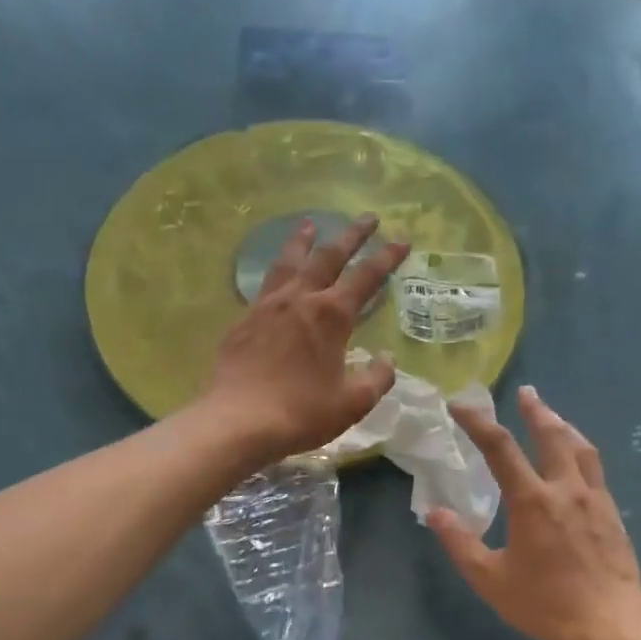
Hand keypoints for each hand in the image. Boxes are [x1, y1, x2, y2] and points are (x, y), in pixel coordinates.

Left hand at [199, 214, 409, 461]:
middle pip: (328, 256)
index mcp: (331, 316)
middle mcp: (300, 299)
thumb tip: (387, 358)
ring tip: (311, 224)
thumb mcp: (352, 403)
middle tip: (368, 218)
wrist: (238, 421)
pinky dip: (278, 269)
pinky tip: (278, 275)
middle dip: (351, 235)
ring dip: (305, 241)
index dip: (387, 257)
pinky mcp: (244, 320)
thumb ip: (377, 378)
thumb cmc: (301, 413)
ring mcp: (267, 306)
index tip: (402, 240)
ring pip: (290, 262)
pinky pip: (266, 284)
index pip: (366, 277)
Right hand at [427, 386, 640, 639]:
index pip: (500, 448)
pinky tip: (577, 460)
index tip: (460, 406)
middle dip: (534, 410)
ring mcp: (595, 498)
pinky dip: (581, 451)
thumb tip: (435, 513)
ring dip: (563, 425)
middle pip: (551, 435)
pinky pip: (595, 469)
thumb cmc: (545, 604)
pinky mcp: (612, 513)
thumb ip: (460, 543)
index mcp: (532, 501)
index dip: (477, 422)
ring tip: (552, 415)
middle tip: (525, 392)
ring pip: (580, 448)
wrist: (610, 625)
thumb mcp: (491, 579)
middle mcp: (565, 489)